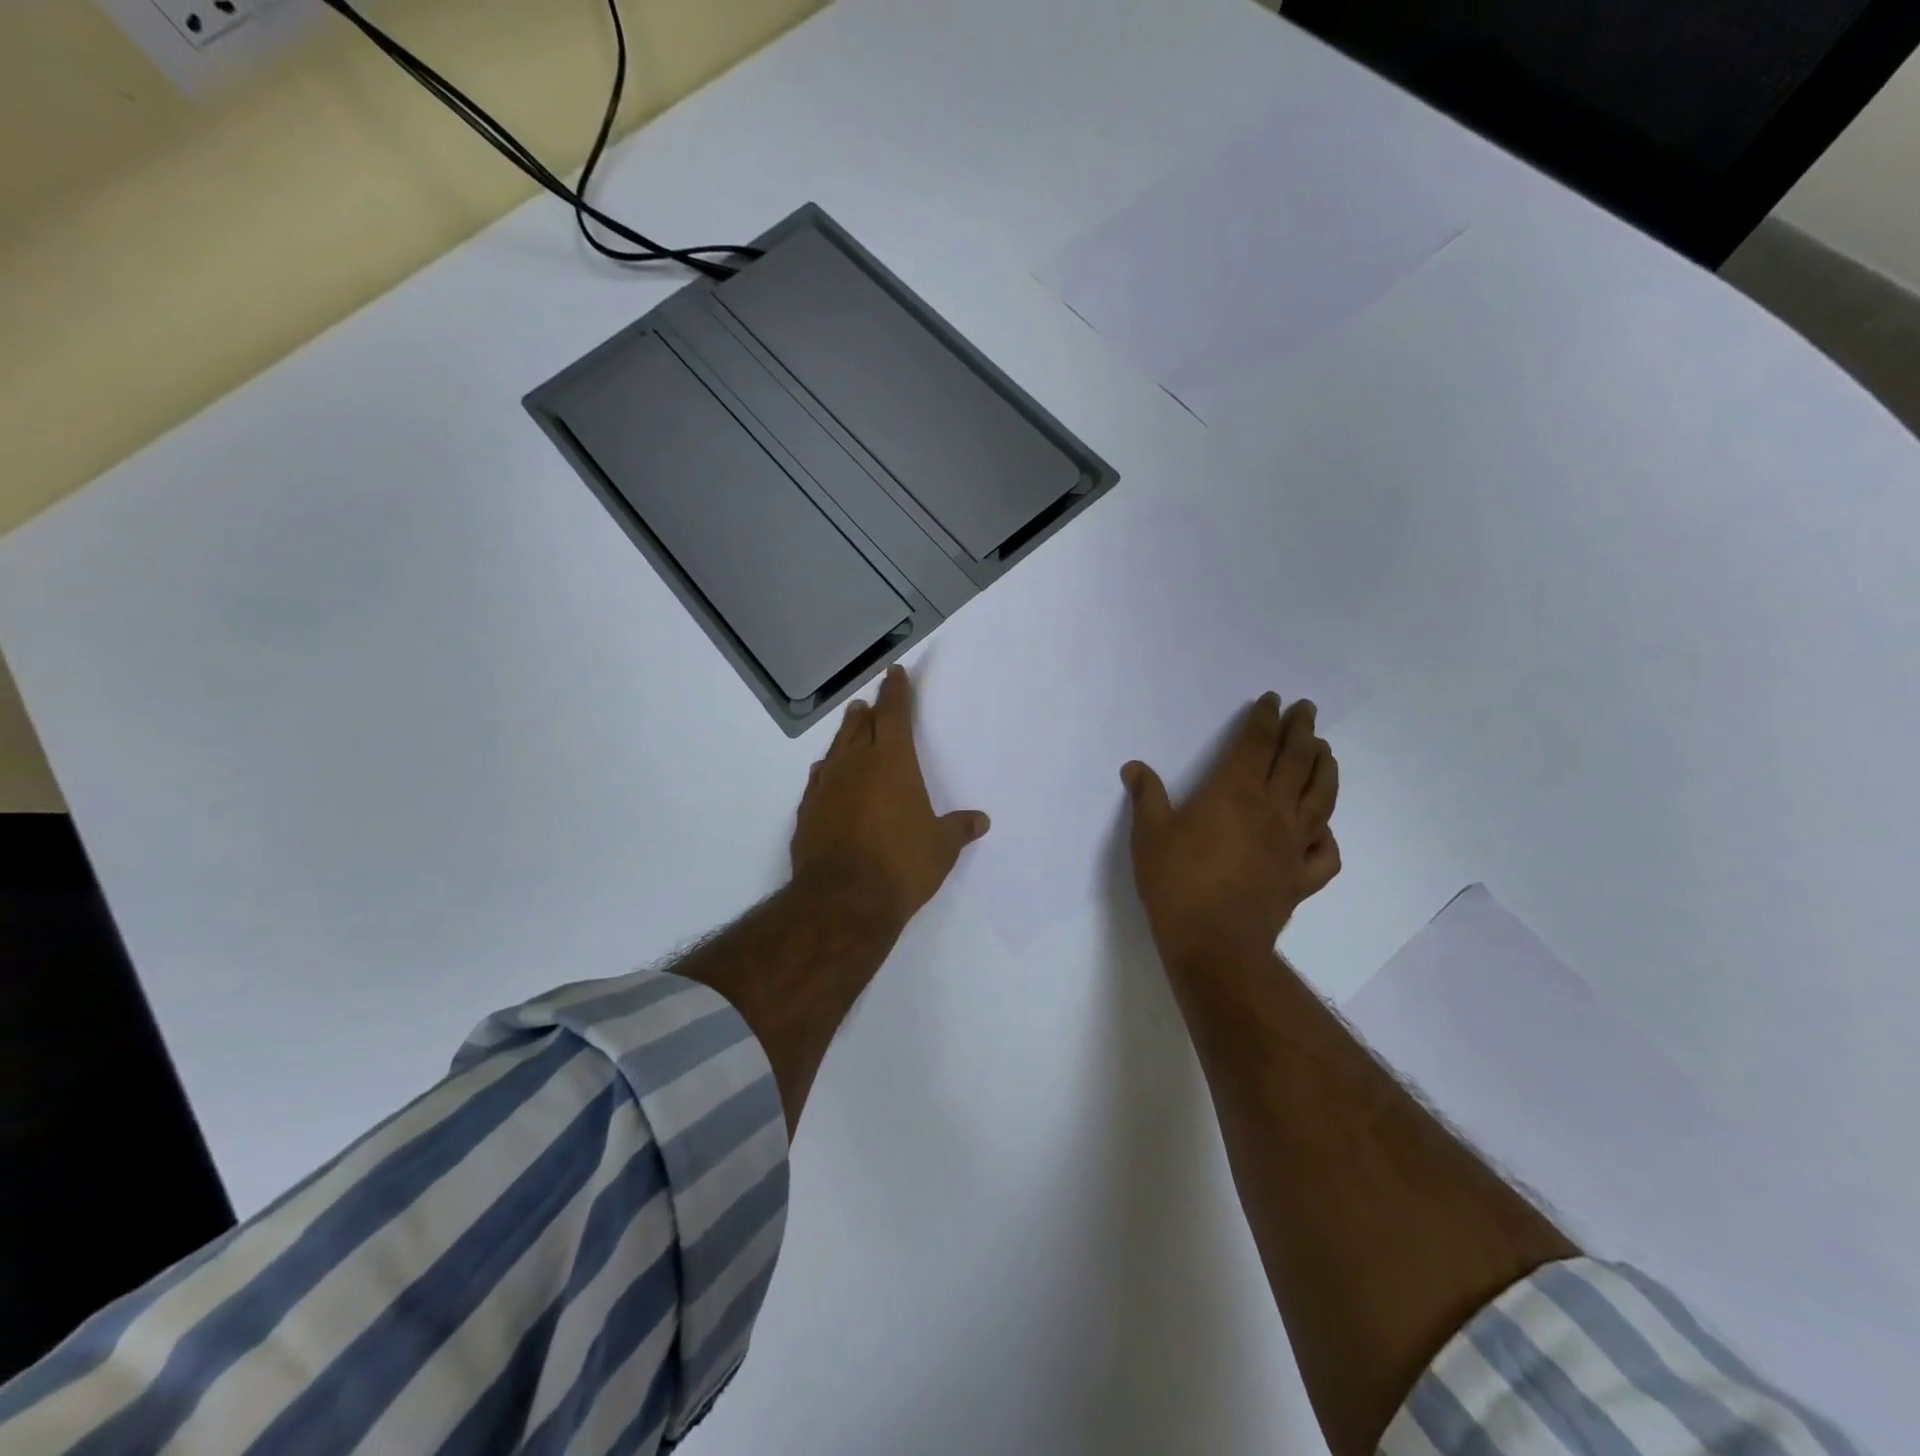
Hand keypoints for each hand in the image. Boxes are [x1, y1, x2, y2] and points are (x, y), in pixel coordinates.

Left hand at [791, 665, 990, 929]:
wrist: (843, 900)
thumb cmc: (901, 865)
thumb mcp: (941, 848)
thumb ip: (959, 829)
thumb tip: (981, 820)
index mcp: (892, 762)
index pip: (894, 715)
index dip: (896, 692)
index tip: (894, 673)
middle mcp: (855, 765)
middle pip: (860, 727)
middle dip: (868, 713)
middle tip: (869, 702)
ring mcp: (826, 787)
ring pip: (836, 749)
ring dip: (845, 735)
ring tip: (850, 725)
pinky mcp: (807, 812)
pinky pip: (818, 779)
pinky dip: (826, 770)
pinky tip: (824, 772)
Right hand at [1121, 693, 1339, 971]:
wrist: (1214, 943)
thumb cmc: (1177, 882)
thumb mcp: (1149, 834)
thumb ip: (1146, 797)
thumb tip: (1134, 767)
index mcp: (1235, 793)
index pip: (1256, 744)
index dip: (1265, 719)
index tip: (1271, 700)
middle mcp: (1272, 810)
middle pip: (1296, 761)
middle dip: (1302, 731)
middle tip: (1307, 710)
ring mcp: (1293, 845)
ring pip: (1320, 797)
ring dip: (1325, 769)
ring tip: (1326, 752)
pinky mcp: (1301, 877)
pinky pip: (1326, 851)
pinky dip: (1328, 835)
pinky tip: (1321, 829)